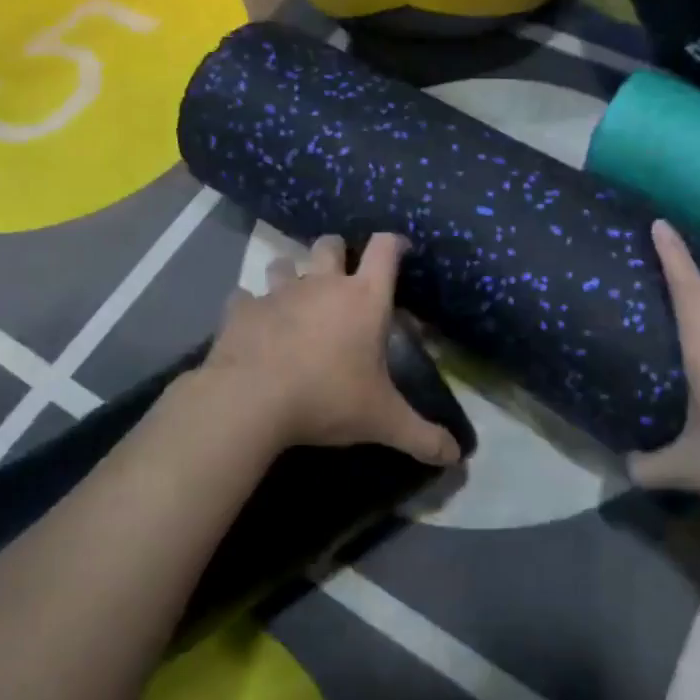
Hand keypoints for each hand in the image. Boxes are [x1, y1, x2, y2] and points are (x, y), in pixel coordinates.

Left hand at [202, 232, 460, 466]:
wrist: (251, 401)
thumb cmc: (327, 399)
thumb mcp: (382, 421)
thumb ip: (422, 436)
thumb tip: (457, 456)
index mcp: (363, 299)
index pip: (385, 249)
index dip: (395, 243)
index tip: (401, 250)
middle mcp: (322, 284)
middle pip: (331, 244)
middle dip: (338, 253)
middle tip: (342, 278)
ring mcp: (278, 292)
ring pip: (284, 263)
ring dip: (291, 274)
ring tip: (295, 300)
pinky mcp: (242, 309)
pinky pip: (245, 296)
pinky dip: (251, 306)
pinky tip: (254, 324)